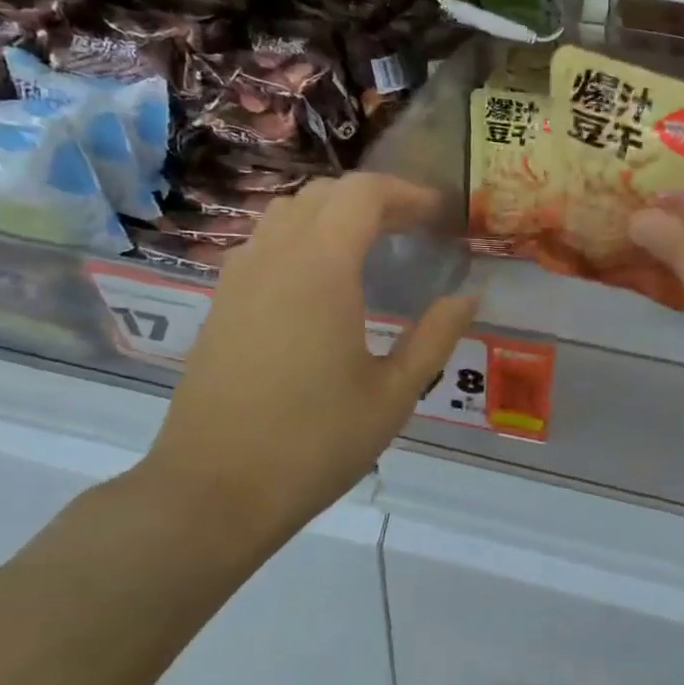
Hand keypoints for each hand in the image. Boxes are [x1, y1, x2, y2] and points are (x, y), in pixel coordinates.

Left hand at [136, 174, 477, 543]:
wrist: (214, 491)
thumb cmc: (315, 443)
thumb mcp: (394, 394)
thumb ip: (436, 336)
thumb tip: (469, 297)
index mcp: (320, 269)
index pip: (362, 194)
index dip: (406, 193)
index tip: (438, 215)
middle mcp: (273, 258)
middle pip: (323, 194)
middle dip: (373, 200)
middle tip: (412, 230)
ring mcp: (238, 279)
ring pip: (286, 214)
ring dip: (333, 214)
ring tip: (370, 247)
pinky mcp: (220, 304)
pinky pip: (264, 244)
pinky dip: (301, 238)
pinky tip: (322, 282)